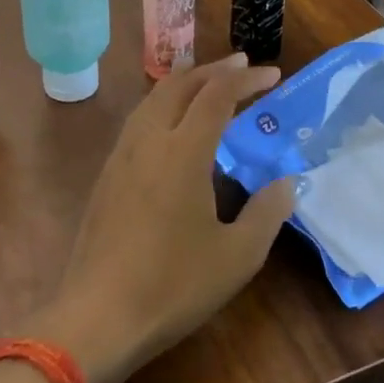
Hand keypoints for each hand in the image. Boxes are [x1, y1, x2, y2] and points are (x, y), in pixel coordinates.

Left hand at [33, 55, 292, 382]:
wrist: (97, 317)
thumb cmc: (173, 285)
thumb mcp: (237, 256)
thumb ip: (267, 213)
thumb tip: (286, 182)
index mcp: (184, 151)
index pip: (217, 95)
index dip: (246, 79)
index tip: (273, 73)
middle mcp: (150, 140)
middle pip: (180, 85)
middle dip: (214, 69)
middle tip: (242, 65)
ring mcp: (122, 155)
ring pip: (153, 98)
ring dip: (183, 82)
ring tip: (205, 80)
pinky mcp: (107, 174)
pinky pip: (139, 119)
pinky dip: (162, 103)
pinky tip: (170, 124)